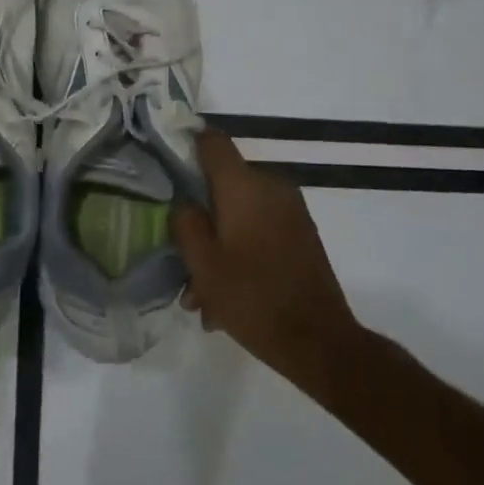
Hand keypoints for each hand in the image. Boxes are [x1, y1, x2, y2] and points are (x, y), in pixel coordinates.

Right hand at [170, 129, 360, 380]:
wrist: (320, 342)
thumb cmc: (252, 298)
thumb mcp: (202, 263)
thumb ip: (185, 221)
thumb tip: (184, 201)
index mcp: (244, 186)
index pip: (212, 141)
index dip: (186, 144)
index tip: (163, 162)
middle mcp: (271, 187)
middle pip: (222, 183)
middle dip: (199, 215)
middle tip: (180, 252)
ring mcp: (290, 211)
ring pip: (239, 212)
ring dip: (217, 242)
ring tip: (201, 292)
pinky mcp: (300, 234)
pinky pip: (258, 229)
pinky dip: (239, 250)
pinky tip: (224, 295)